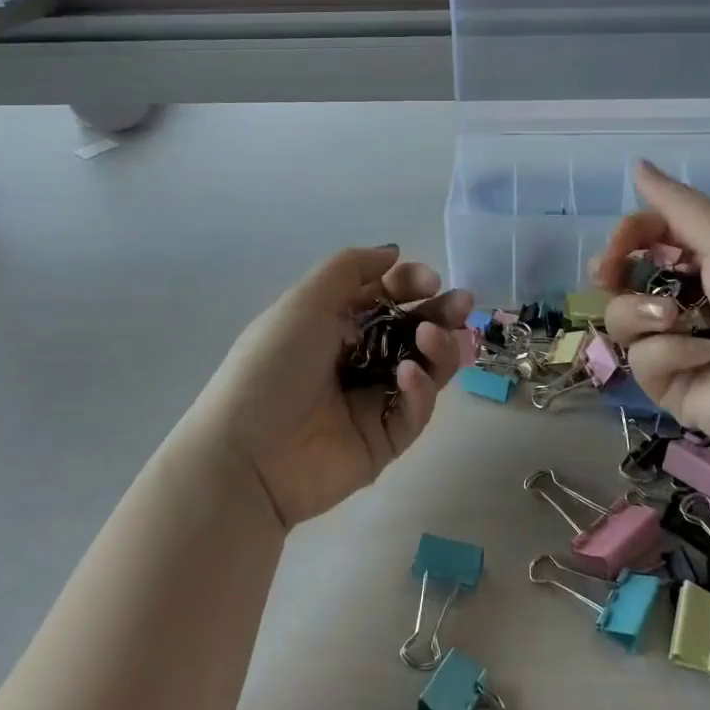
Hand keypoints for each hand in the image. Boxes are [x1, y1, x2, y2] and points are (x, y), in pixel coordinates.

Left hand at [188, 247, 471, 530]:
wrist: (246, 456)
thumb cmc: (273, 366)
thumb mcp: (305, 301)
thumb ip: (351, 269)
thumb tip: (393, 253)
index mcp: (334, 325)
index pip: (385, 298)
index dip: (410, 285)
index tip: (431, 281)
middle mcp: (357, 359)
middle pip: (412, 331)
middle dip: (440, 314)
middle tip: (462, 305)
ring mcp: (373, 401)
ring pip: (424, 368)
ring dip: (436, 347)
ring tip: (431, 338)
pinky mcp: (385, 440)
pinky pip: (414, 410)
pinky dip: (418, 389)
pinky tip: (407, 375)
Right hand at [590, 163, 709, 463]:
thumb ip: (678, 205)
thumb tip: (637, 165)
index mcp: (708, 260)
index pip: (649, 236)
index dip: (627, 236)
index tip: (616, 246)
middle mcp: (688, 298)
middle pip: (624, 278)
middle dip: (613, 273)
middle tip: (608, 276)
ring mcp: (675, 343)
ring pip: (623, 318)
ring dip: (645, 314)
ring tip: (677, 321)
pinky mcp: (669, 384)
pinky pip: (642, 359)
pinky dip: (670, 353)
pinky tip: (704, 358)